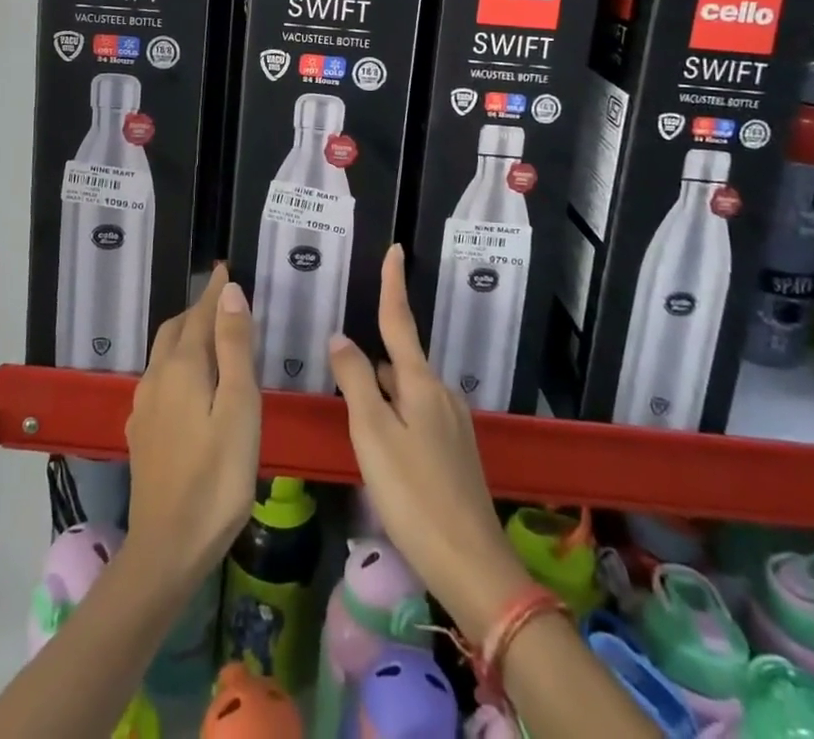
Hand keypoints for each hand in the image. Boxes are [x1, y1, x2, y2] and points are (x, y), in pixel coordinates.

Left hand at [124, 265, 260, 588]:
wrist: (168, 548)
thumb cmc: (217, 476)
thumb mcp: (238, 406)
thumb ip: (233, 347)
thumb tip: (229, 291)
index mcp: (182, 366)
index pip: (200, 314)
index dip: (214, 291)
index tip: (226, 268)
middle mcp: (156, 377)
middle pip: (176, 329)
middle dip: (198, 309)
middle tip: (224, 299)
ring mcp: (145, 406)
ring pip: (164, 353)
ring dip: (187, 335)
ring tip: (211, 334)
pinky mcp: (142, 431)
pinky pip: (160, 378)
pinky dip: (178, 362)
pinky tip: (190, 382)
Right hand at [329, 246, 527, 635]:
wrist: (472, 564)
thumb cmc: (413, 495)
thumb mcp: (372, 435)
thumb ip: (355, 382)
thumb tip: (341, 338)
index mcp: (421, 383)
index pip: (401, 321)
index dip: (394, 285)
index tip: (395, 249)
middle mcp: (442, 394)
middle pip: (398, 364)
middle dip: (371, 369)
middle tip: (342, 395)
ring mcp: (454, 423)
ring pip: (406, 394)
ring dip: (382, 400)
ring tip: (358, 435)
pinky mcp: (457, 451)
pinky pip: (418, 417)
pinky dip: (396, 421)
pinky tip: (385, 457)